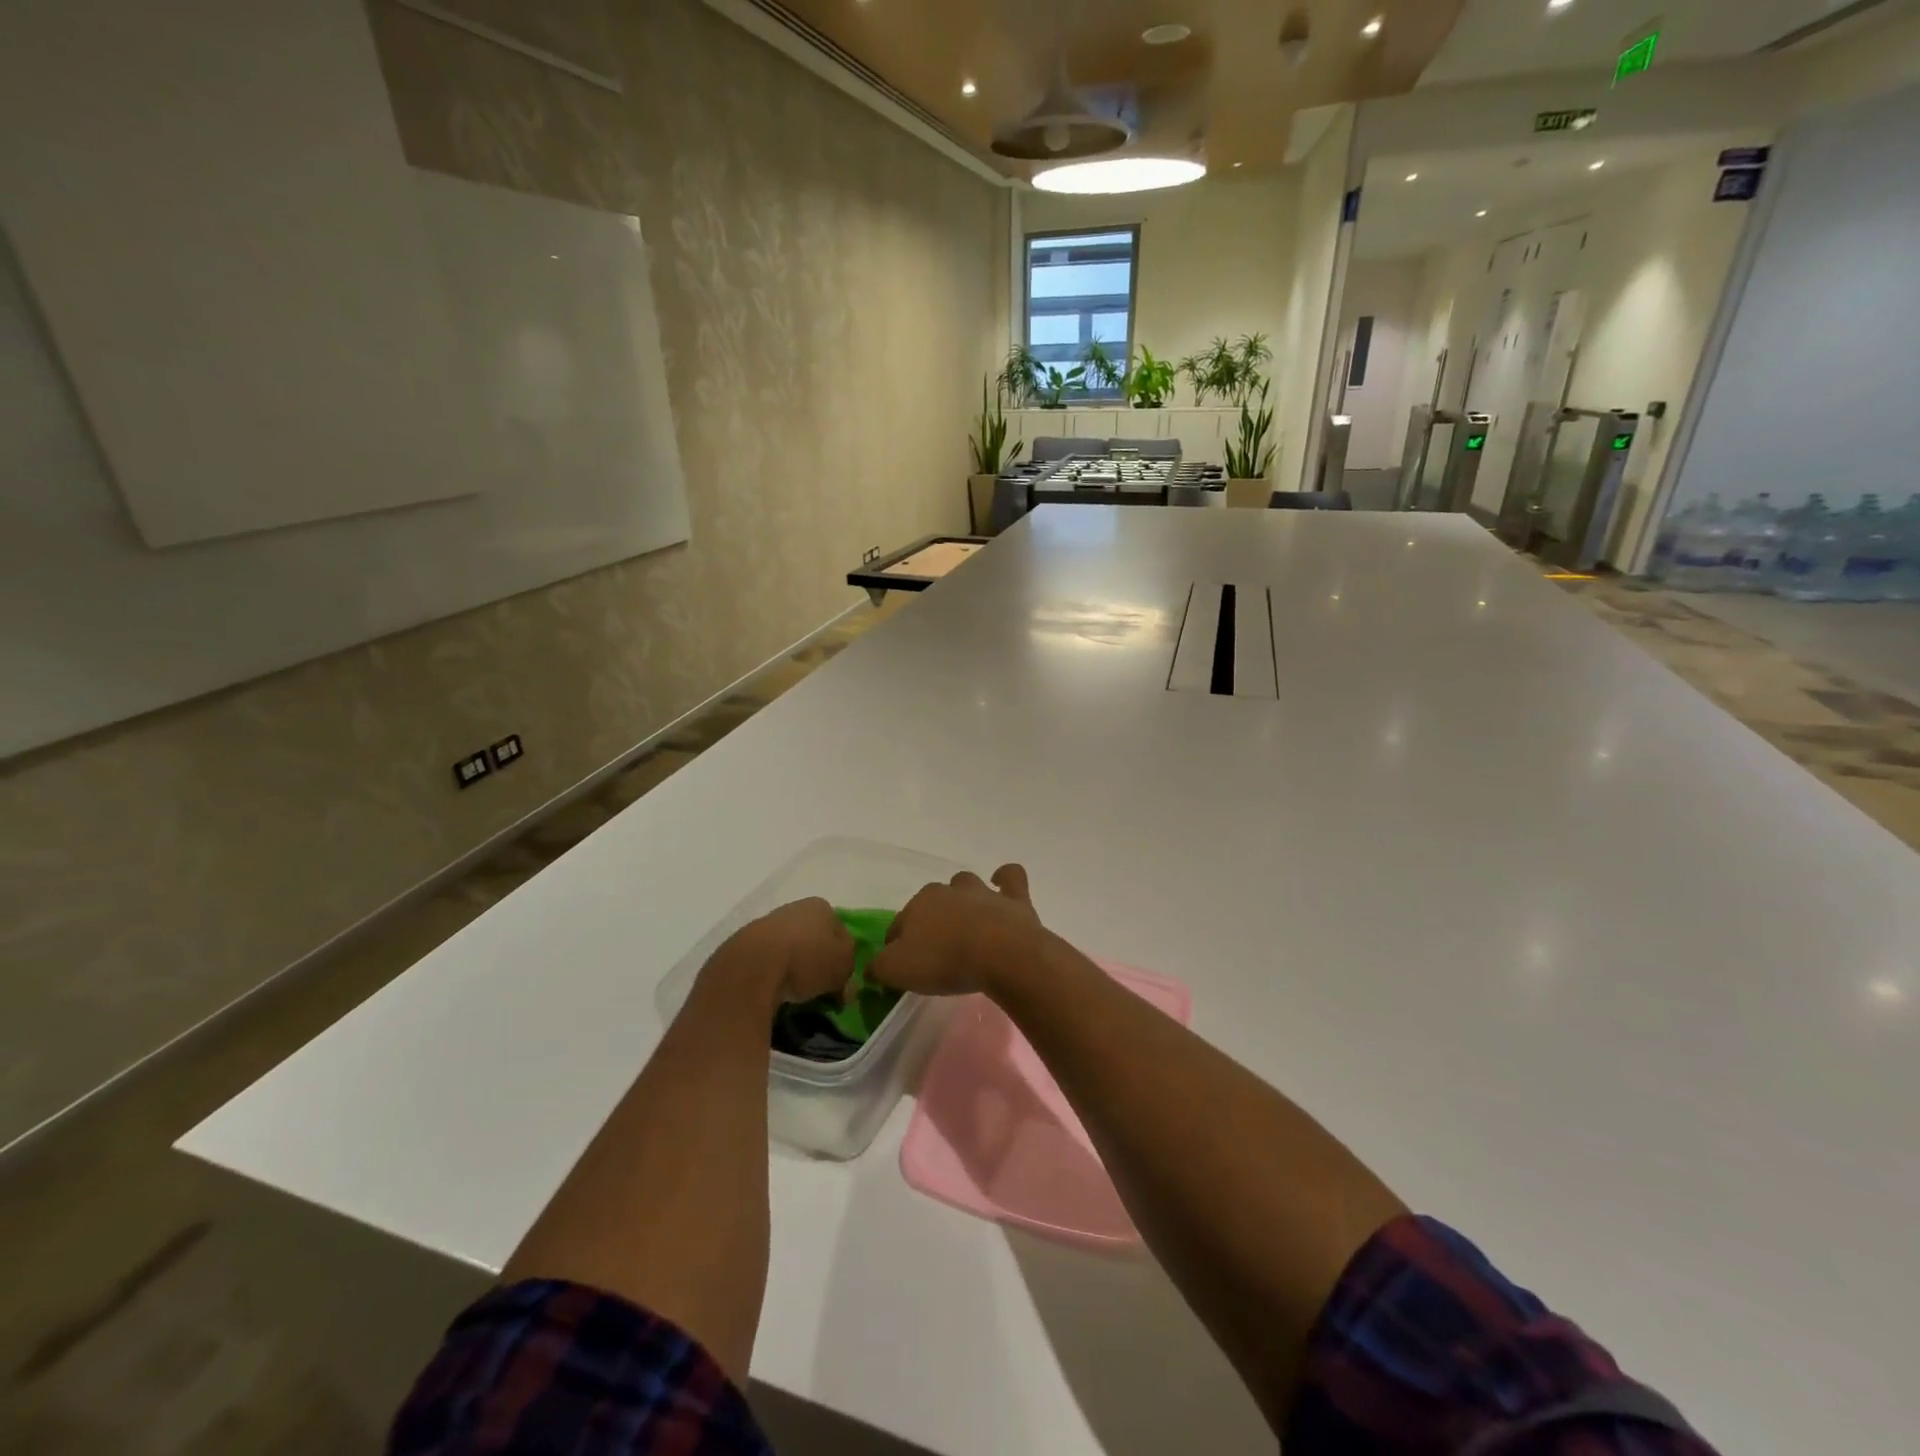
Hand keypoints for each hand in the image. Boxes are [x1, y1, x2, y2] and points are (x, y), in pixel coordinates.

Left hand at [702, 898, 854, 1009]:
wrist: (751, 967)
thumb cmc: (807, 959)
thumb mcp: (843, 966)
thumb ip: (850, 971)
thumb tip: (844, 985)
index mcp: (821, 907)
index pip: (840, 931)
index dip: (843, 956)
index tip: (840, 980)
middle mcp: (793, 908)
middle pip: (813, 939)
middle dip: (817, 962)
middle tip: (820, 989)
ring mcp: (765, 925)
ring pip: (789, 949)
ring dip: (793, 968)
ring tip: (796, 994)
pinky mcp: (743, 945)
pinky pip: (767, 963)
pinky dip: (772, 975)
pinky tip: (773, 992)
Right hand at [870, 865, 1045, 998]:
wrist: (1001, 954)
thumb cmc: (944, 961)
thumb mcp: (897, 970)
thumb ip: (879, 966)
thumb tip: (871, 966)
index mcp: (917, 905)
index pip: (898, 925)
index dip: (897, 946)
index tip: (903, 967)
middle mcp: (947, 890)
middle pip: (931, 903)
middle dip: (930, 921)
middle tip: (936, 951)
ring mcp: (982, 891)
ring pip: (965, 886)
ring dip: (963, 899)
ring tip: (966, 924)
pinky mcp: (1014, 898)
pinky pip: (1009, 877)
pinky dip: (1004, 880)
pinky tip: (1001, 888)